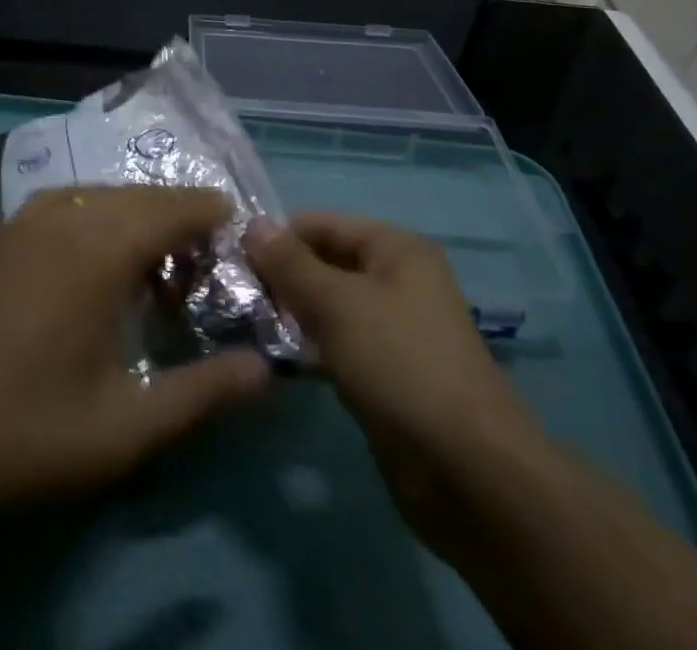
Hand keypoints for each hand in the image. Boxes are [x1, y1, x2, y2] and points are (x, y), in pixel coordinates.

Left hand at [0, 186, 272, 530]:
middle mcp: (68, 212)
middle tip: (201, 277)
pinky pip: (70, 206)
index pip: (180, 204)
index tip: (241, 249)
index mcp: (102, 244)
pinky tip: (94, 271)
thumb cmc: (22, 429)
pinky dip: (101, 223)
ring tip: (153, 276)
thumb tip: (266, 371)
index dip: (217, 219)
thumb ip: (202, 393)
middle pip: (145, 196)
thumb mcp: (124, 427)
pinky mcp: (1, 235)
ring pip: (106, 197)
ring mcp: (28, 219)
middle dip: (182, 224)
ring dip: (139, 223)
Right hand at [245, 214, 545, 561]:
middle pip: (326, 264)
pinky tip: (271, 358)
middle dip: (281, 276)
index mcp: (396, 250)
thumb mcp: (338, 304)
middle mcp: (397, 281)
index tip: (230, 255)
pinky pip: (337, 346)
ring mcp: (392, 330)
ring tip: (241, 323)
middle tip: (229, 293)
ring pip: (329, 308)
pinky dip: (308, 348)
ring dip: (290, 313)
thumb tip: (252, 224)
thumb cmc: (400, 363)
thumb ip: (291, 264)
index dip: (279, 236)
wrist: (467, 472)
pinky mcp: (385, 374)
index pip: (325, 225)